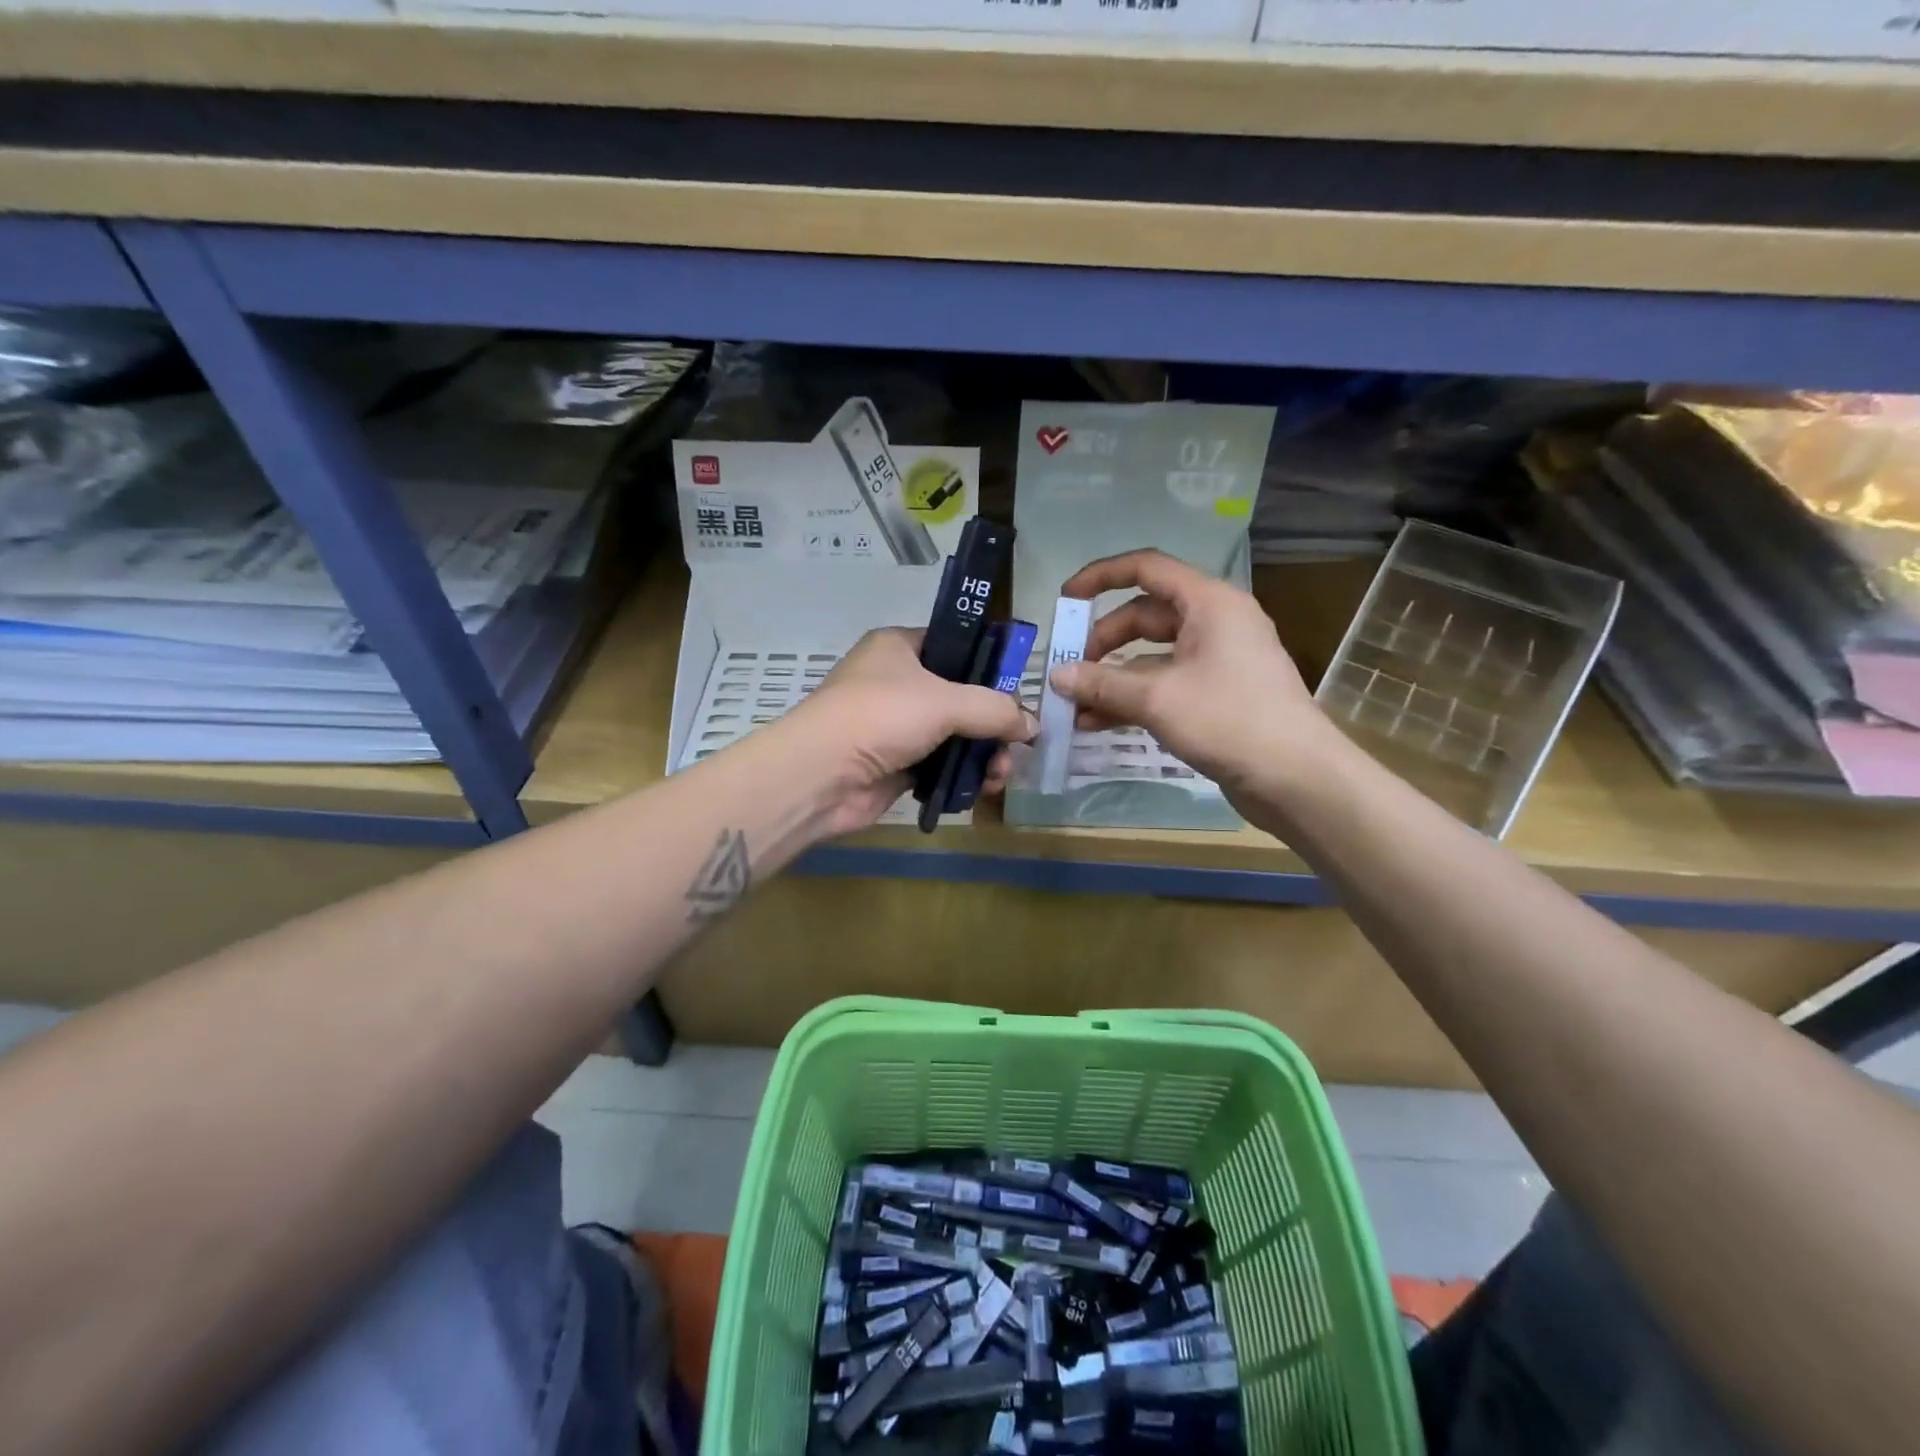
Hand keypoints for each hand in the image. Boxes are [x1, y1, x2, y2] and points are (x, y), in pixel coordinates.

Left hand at [782, 627, 1035, 834]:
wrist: (821, 776)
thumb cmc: (881, 716)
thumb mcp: (945, 701)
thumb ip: (995, 709)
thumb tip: (1032, 727)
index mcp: (900, 647)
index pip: (956, 647)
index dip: (990, 667)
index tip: (1020, 692)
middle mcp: (897, 682)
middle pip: (961, 697)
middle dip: (993, 723)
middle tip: (1018, 744)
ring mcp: (896, 726)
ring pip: (954, 735)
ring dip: (983, 754)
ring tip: (1001, 774)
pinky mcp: (896, 764)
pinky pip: (941, 765)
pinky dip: (962, 775)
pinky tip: (984, 787)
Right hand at [1050, 550, 1339, 812]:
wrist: (1297, 777)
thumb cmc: (1229, 720)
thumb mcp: (1157, 698)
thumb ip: (1103, 683)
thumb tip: (1057, 676)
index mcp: (1208, 603)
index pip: (1147, 569)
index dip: (1101, 577)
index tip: (1067, 600)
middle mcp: (1214, 622)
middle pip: (1145, 616)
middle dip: (1103, 644)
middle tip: (1071, 673)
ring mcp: (1218, 660)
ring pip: (1152, 656)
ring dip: (1113, 678)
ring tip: (1076, 707)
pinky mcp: (1217, 695)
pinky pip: (1165, 684)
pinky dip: (1134, 698)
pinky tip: (1100, 723)